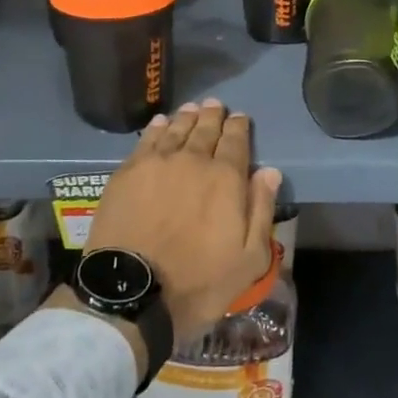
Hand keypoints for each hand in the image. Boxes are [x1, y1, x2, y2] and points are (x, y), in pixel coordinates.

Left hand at [85, 100, 281, 350]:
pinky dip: (157, 128)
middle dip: (213, 116)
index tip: (240, 117)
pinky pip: (147, 140)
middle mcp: (192, 160)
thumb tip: (269, 171)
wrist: (132, 293)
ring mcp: (157, 163)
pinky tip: (160, 122)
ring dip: (186, 117)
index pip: (235, 141)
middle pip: (205, 129)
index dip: (239, 127)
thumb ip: (261, 210)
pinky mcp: (128, 172)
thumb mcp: (248, 259)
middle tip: (215, 104)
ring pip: (176, 129)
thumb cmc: (198, 282)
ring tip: (192, 108)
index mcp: (225, 179)